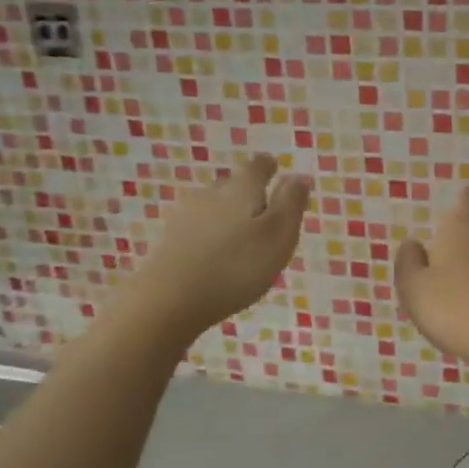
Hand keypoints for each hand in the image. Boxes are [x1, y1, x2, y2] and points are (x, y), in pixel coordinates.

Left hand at [110, 153, 310, 345]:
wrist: (168, 301)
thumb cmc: (235, 267)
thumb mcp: (278, 236)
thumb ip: (291, 204)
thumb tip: (300, 174)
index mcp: (242, 189)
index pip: (257, 167)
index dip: (269, 167)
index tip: (275, 169)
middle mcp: (211, 194)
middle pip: (233, 184)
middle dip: (249, 193)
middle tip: (265, 211)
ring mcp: (185, 216)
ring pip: (213, 206)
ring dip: (229, 215)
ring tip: (243, 236)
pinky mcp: (169, 241)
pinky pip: (197, 229)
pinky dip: (210, 235)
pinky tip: (215, 254)